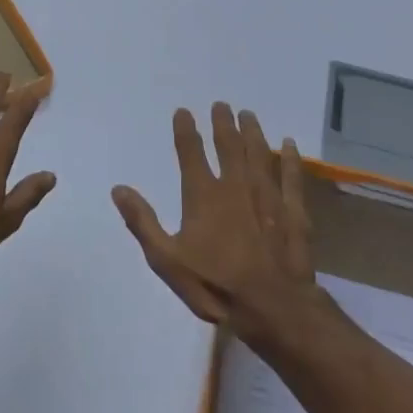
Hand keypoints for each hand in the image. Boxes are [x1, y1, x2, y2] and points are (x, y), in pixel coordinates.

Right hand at [112, 103, 315, 334]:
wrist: (271, 307)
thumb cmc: (214, 284)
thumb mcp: (166, 259)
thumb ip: (142, 221)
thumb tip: (119, 188)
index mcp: (203, 195)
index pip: (191, 153)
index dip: (186, 130)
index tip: (184, 111)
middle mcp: (236, 186)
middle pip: (229, 145)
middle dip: (223, 123)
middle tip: (222, 104)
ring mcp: (267, 196)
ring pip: (259, 154)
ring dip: (253, 132)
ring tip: (249, 115)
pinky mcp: (293, 212)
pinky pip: (291, 177)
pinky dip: (290, 158)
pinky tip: (290, 144)